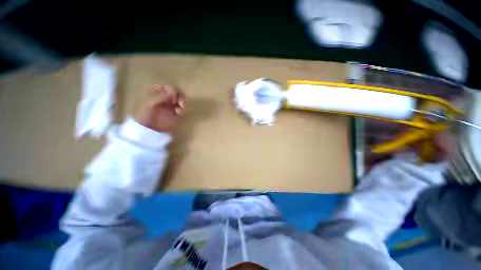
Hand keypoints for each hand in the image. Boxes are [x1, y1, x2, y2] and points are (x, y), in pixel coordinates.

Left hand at [134, 85, 185, 131]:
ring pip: (181, 98)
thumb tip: (173, 93)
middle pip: (177, 91)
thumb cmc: (144, 113)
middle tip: (180, 103)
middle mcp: (165, 96)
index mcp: (157, 90)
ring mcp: (171, 104)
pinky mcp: (175, 111)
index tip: (172, 99)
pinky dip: (182, 109)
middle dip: (180, 96)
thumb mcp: (149, 102)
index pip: (169, 87)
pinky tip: (179, 112)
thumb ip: (160, 96)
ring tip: (182, 107)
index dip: (173, 91)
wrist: (146, 128)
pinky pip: (182, 107)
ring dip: (183, 101)